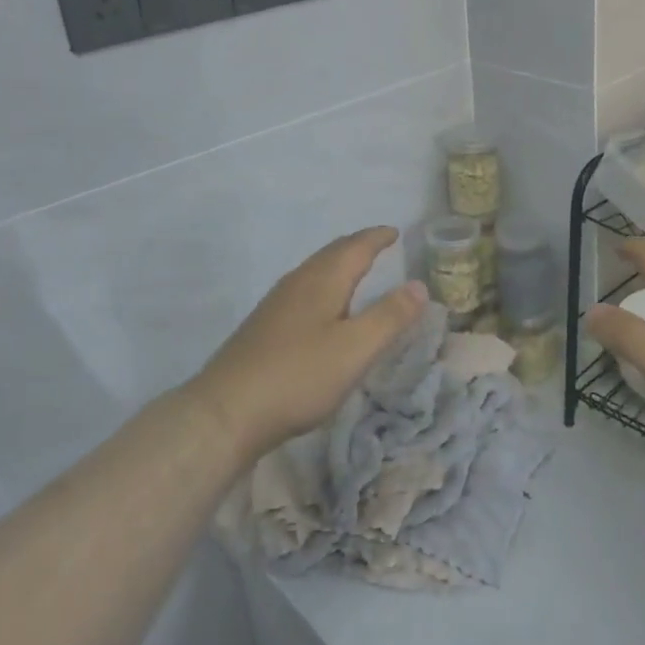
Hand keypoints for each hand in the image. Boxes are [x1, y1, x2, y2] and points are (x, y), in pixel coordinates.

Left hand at [193, 227, 427, 456]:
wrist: (225, 412)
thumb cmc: (298, 376)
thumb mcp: (355, 349)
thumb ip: (390, 317)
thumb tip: (419, 285)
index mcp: (322, 281)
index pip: (355, 248)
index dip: (376, 238)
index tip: (394, 232)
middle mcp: (297, 284)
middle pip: (331, 254)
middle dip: (356, 246)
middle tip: (378, 244)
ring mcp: (275, 305)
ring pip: (314, 272)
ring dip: (337, 265)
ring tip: (355, 271)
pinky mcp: (263, 328)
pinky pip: (302, 291)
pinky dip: (323, 286)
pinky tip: (321, 310)